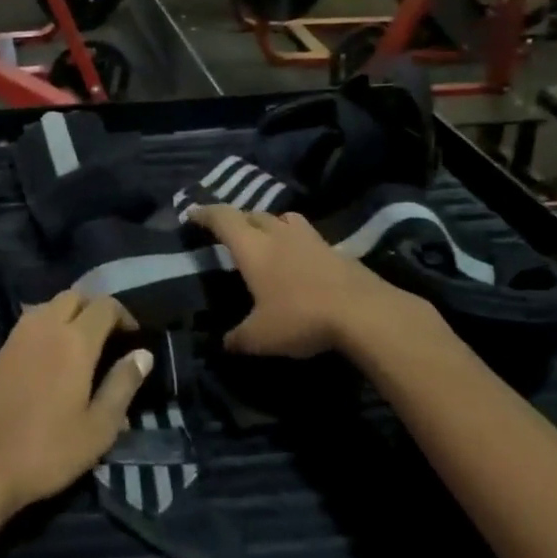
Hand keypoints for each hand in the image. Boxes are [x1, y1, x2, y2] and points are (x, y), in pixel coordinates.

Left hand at [0, 293, 151, 519]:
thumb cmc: (45, 450)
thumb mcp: (97, 428)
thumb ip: (122, 386)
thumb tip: (143, 354)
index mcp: (74, 340)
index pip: (104, 306)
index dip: (124, 315)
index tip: (134, 338)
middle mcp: (44, 327)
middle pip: (74, 297)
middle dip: (95, 309)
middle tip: (109, 338)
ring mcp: (16, 337)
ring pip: (48, 306)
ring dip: (69, 315)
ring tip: (81, 348)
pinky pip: (30, 324)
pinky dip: (47, 328)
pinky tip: (51, 362)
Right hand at [193, 205, 443, 358]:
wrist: (364, 312)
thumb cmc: (301, 317)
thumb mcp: (261, 337)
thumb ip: (238, 339)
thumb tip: (224, 344)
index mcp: (253, 248)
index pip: (223, 219)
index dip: (205, 213)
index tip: (192, 213)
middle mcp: (278, 234)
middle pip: (252, 214)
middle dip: (236, 219)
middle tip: (227, 231)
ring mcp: (309, 238)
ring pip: (282, 219)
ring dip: (269, 223)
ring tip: (264, 238)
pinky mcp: (334, 249)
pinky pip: (305, 235)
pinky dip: (294, 240)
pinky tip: (297, 258)